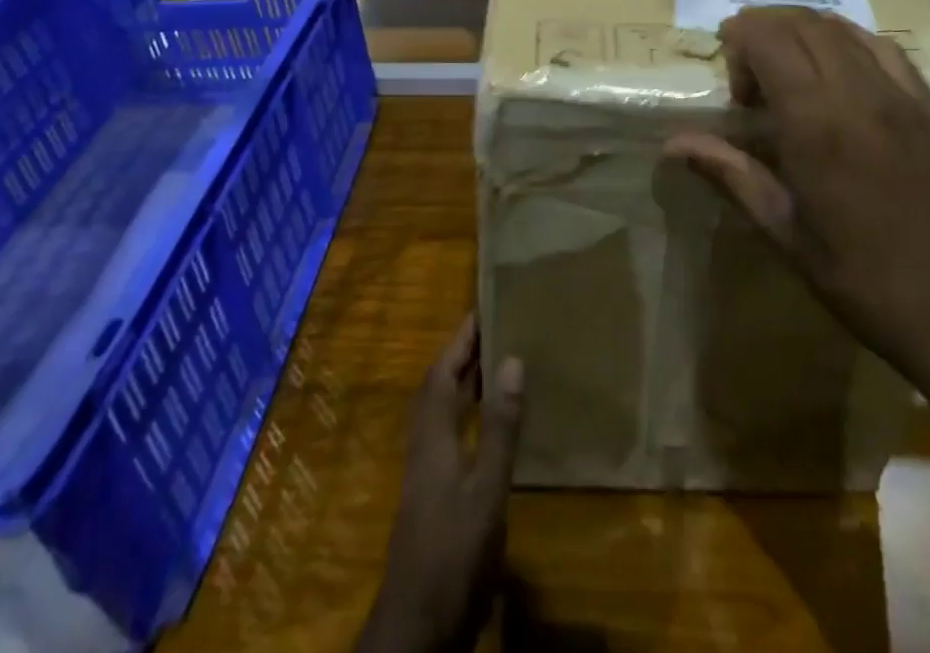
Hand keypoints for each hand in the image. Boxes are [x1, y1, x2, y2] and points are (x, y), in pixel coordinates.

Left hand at [358, 316, 524, 652]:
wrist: (418, 626)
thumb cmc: (454, 551)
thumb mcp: (486, 489)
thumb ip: (500, 426)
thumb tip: (512, 359)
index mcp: (433, 435)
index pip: (443, 371)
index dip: (461, 339)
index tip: (482, 308)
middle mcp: (424, 445)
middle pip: (438, 386)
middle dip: (462, 354)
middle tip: (494, 328)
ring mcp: (425, 472)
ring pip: (441, 411)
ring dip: (463, 382)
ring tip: (495, 363)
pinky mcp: (432, 495)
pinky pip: (447, 433)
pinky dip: (466, 413)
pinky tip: (488, 424)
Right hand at [664, 6, 929, 386]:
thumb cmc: (859, 279)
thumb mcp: (783, 230)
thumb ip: (728, 173)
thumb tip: (672, 143)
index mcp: (818, 123)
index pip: (770, 38)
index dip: (739, 40)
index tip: (731, 82)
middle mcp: (861, 94)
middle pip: (804, 23)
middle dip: (765, 32)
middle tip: (752, 77)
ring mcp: (904, 97)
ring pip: (844, 29)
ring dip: (804, 33)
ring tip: (789, 70)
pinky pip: (885, 50)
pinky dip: (849, 44)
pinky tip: (840, 75)